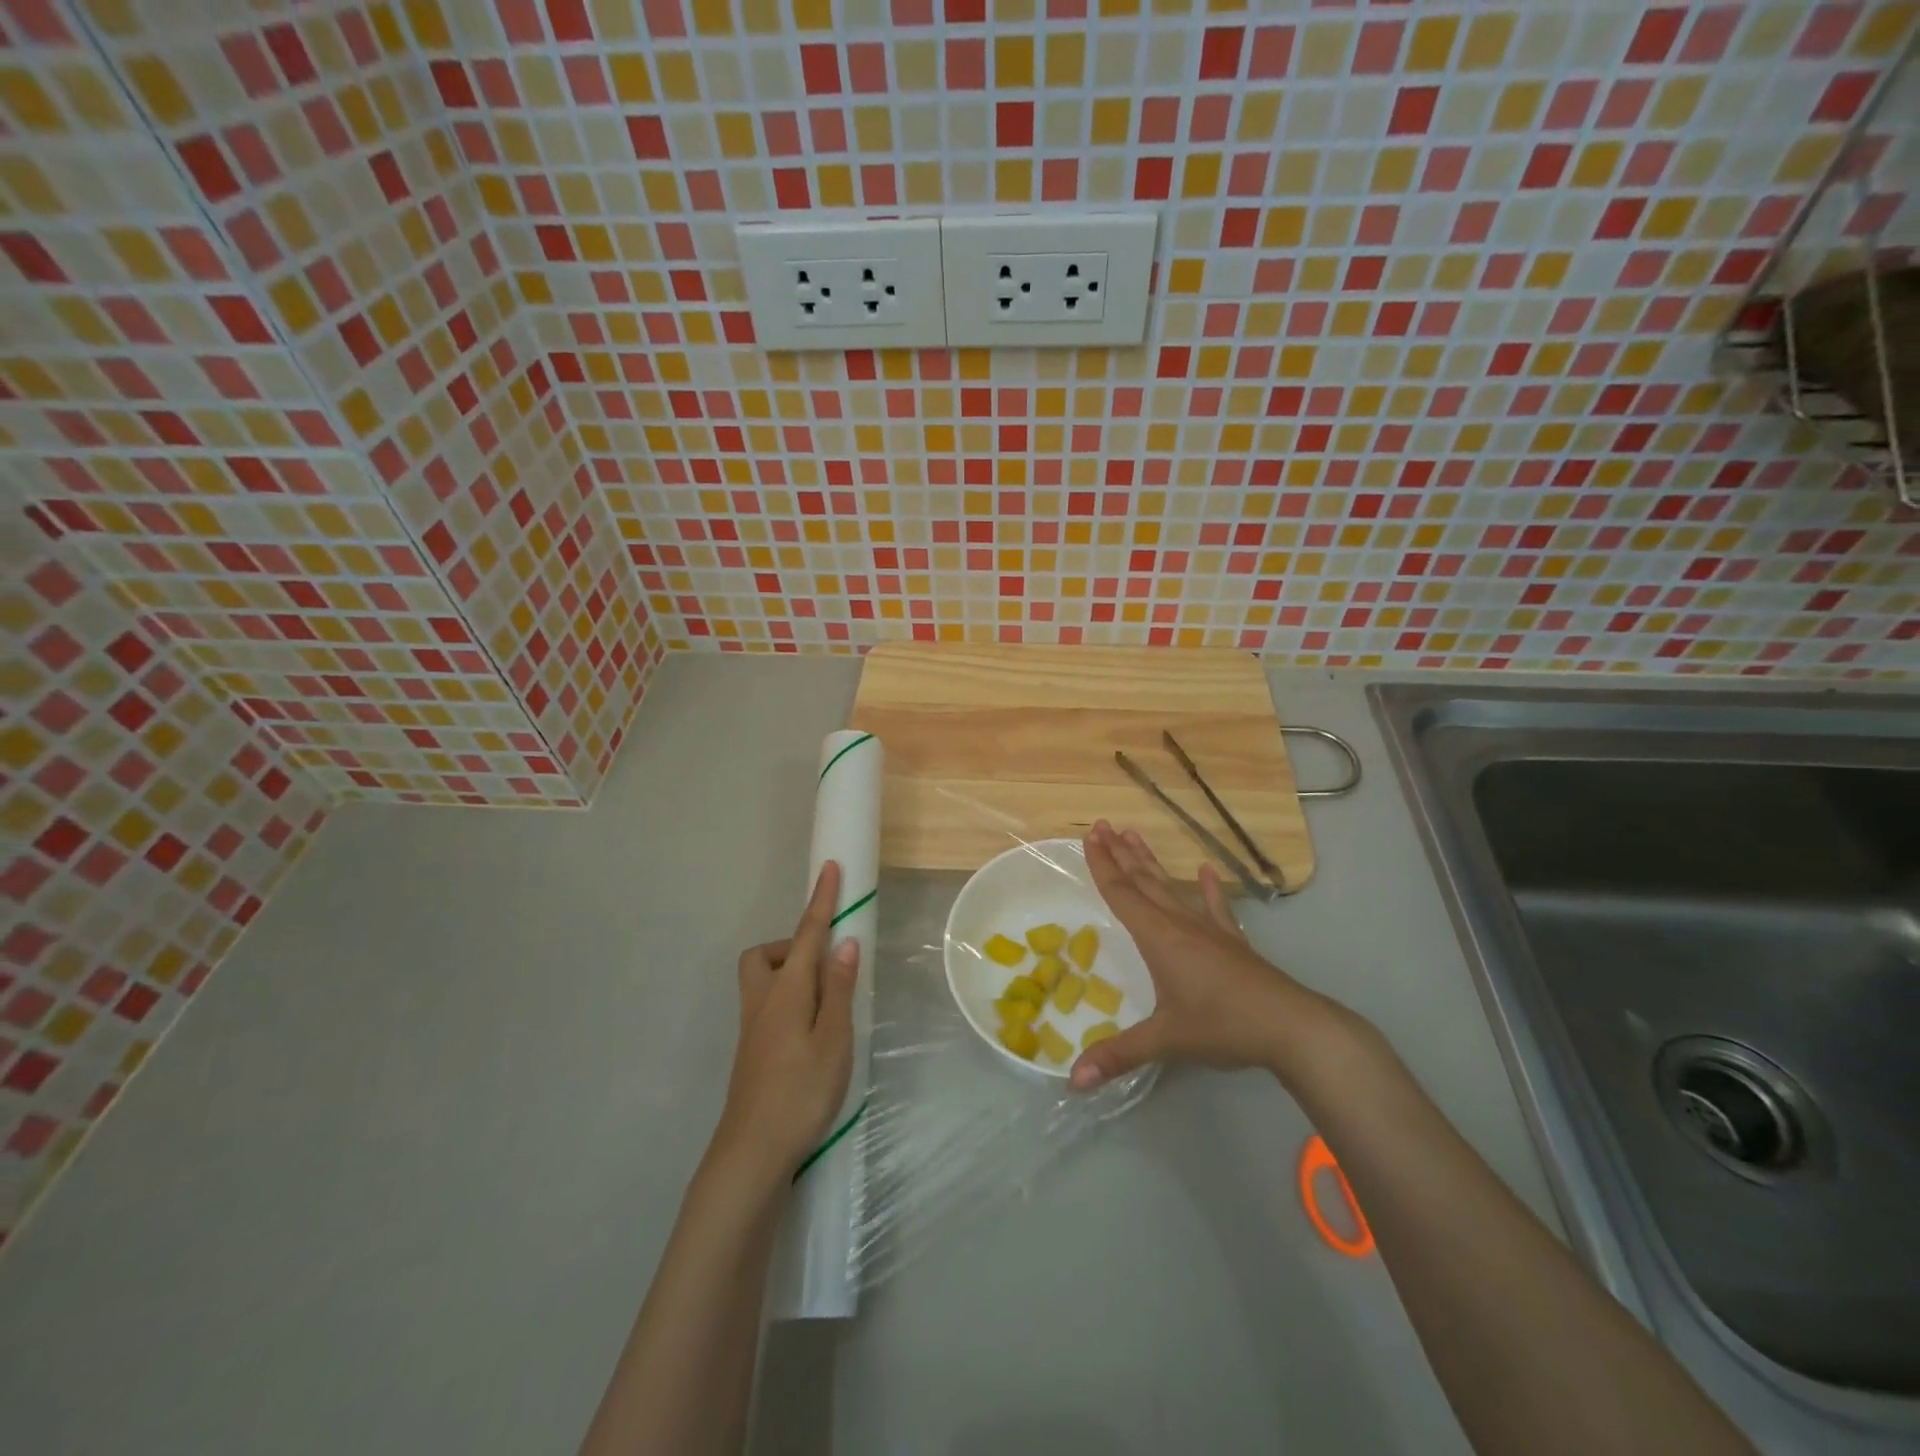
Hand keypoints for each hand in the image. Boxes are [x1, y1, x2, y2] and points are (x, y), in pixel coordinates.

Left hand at [713, 862, 859, 1178]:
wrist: (752, 1153)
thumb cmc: (800, 1093)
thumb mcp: (832, 1040)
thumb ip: (837, 989)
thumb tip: (844, 942)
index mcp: (786, 992)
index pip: (807, 934)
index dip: (821, 901)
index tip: (830, 868)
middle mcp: (762, 1001)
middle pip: (767, 954)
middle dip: (794, 946)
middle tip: (826, 967)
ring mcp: (752, 1028)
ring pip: (762, 980)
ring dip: (789, 974)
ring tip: (823, 1002)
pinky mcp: (751, 1051)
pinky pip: (767, 1005)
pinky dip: (788, 1001)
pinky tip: (810, 1033)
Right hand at [1070, 822, 1329, 1088]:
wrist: (1291, 1026)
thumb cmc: (1223, 1026)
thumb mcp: (1166, 1041)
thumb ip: (1118, 1055)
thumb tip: (1073, 1081)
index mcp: (1158, 937)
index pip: (1122, 893)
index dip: (1103, 865)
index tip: (1091, 835)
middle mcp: (1180, 924)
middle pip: (1143, 881)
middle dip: (1120, 854)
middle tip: (1103, 825)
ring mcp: (1209, 930)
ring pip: (1171, 887)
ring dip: (1151, 862)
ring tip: (1135, 835)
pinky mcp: (1233, 942)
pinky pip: (1217, 907)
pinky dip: (1209, 888)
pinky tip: (1206, 869)